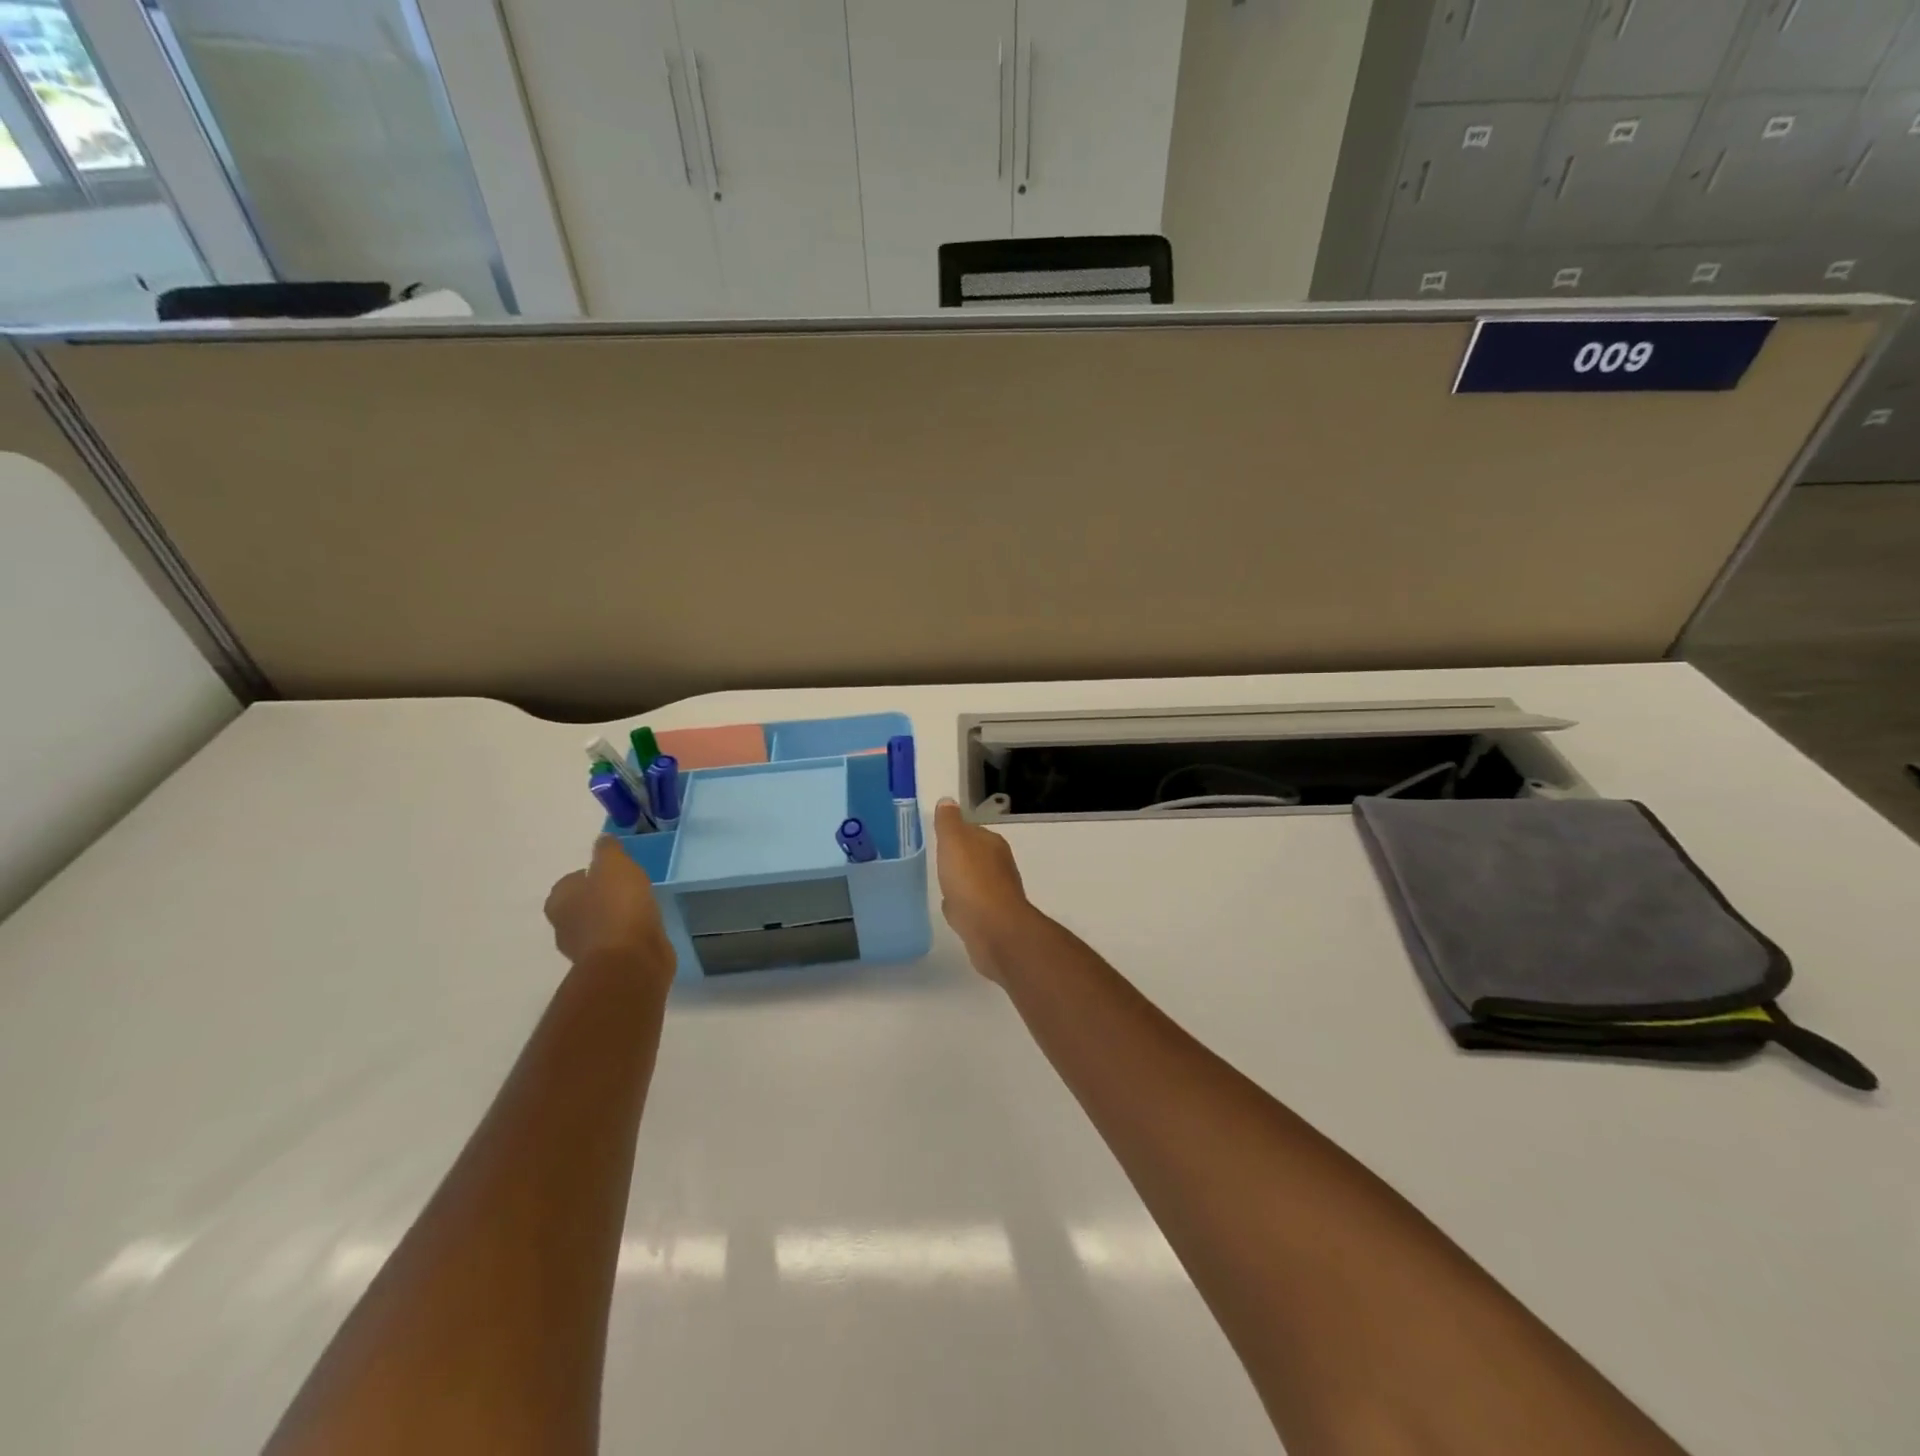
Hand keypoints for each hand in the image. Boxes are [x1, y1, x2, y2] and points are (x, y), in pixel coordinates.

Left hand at [545, 836, 676, 989]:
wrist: (631, 960)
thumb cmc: (617, 907)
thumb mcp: (614, 866)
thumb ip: (607, 850)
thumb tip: (602, 839)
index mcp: (560, 900)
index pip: (572, 880)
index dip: (592, 872)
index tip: (616, 870)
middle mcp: (565, 925)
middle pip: (584, 903)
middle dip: (603, 896)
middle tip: (630, 886)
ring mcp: (586, 949)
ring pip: (601, 924)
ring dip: (618, 916)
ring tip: (644, 906)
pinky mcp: (609, 964)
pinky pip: (618, 942)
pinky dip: (630, 934)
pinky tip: (648, 927)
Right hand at [934, 799, 1036, 982]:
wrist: (994, 930)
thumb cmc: (972, 881)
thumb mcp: (954, 842)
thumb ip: (949, 822)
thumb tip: (948, 801)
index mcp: (992, 844)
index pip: (972, 831)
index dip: (955, 833)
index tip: (938, 837)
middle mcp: (999, 866)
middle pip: (974, 856)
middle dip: (958, 858)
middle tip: (937, 860)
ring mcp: (997, 894)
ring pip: (973, 881)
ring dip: (960, 882)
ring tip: (941, 884)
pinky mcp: (991, 919)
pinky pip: (971, 905)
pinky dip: (961, 904)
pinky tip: (950, 908)